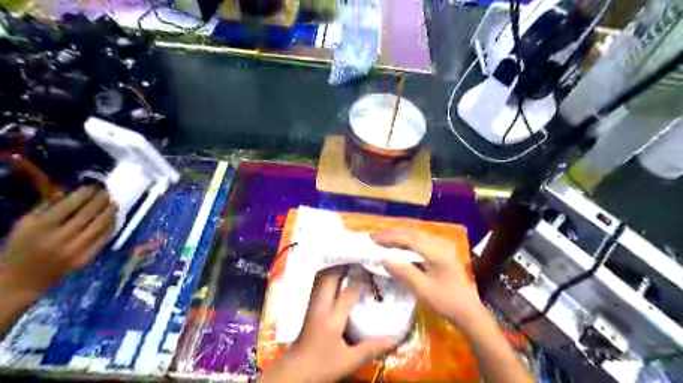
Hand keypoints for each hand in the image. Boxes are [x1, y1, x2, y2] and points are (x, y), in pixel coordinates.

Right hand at [0, 186, 116, 297]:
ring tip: (115, 204)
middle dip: (99, 202)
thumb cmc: (19, 249)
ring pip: (99, 227)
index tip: (93, 187)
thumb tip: (66, 192)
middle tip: (108, 193)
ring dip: (109, 213)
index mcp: (41, 228)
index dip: (83, 195)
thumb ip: (45, 208)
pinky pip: (102, 240)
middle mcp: (60, 238)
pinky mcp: (85, 259)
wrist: (19, 281)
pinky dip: (110, 228)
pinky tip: (114, 219)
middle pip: (87, 215)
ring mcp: (75, 249)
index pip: (68, 206)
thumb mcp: (24, 226)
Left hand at [262, 266, 395, 382]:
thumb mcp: (349, 361)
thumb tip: (393, 339)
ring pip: (321, 278)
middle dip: (343, 265)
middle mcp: (321, 306)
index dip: (360, 279)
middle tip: (357, 257)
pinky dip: (327, 276)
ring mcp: (312, 305)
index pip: (349, 291)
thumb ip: (370, 348)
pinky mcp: (309, 307)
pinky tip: (334, 275)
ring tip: (347, 261)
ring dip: (333, 268)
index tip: (372, 267)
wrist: (295, 371)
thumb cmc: (322, 365)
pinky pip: (318, 284)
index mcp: (333, 318)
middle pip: (329, 277)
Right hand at [373, 231, 485, 332]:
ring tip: (383, 241)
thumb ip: (404, 272)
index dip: (389, 237)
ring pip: (417, 235)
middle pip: (413, 233)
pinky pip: (422, 240)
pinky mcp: (444, 251)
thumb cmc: (446, 302)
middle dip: (392, 234)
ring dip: (400, 237)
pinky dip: (408, 241)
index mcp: (437, 252)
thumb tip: (384, 258)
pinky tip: (400, 246)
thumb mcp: (422, 290)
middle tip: (374, 238)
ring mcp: (444, 246)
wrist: (468, 311)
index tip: (372, 239)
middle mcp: (441, 244)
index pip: (408, 238)